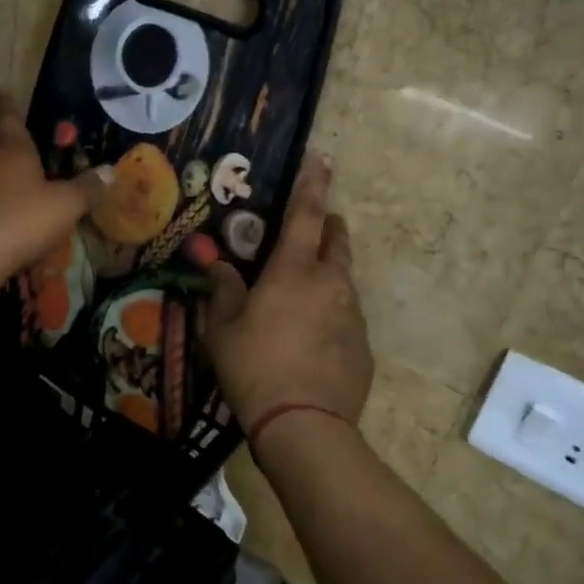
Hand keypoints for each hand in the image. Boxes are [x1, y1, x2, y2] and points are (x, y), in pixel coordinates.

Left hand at [0, 97, 109, 275]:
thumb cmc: (24, 219)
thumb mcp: (66, 205)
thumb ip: (87, 187)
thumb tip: (110, 171)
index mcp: (11, 148)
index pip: (8, 117)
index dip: (8, 106)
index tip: (1, 94)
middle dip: (2, 143)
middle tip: (16, 146)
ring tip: (9, 184)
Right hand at [204, 153, 373, 439]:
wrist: (305, 426)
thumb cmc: (255, 368)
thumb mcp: (223, 329)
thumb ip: (223, 291)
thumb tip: (218, 266)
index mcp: (295, 270)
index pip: (307, 213)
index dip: (313, 182)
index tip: (323, 157)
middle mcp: (331, 282)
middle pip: (337, 240)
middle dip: (328, 227)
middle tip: (313, 230)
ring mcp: (353, 313)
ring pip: (344, 278)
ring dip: (328, 273)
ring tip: (303, 295)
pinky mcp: (364, 344)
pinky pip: (348, 314)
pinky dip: (333, 311)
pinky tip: (313, 338)